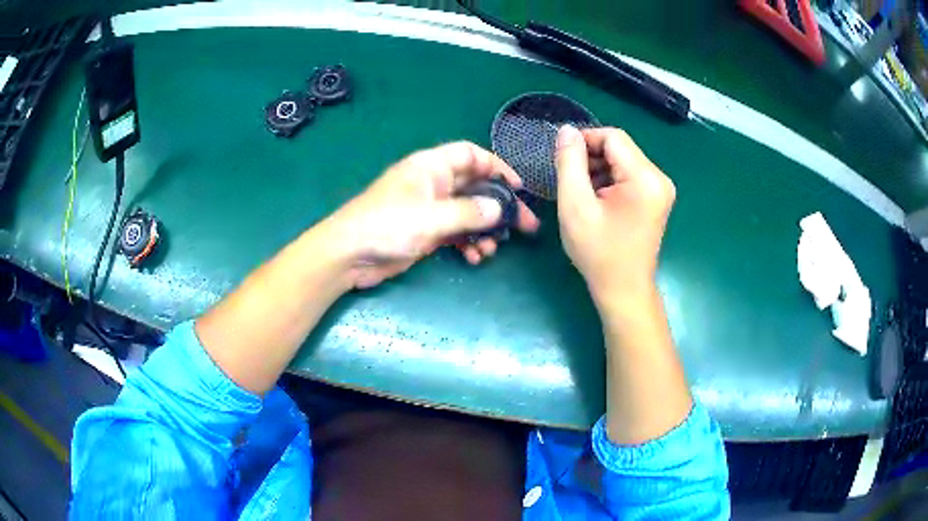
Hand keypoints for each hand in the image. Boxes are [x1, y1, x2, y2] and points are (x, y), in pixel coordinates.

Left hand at [328, 141, 539, 287]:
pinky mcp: (426, 232)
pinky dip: (468, 243)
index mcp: (431, 167)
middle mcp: (434, 184)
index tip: (517, 188)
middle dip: (499, 206)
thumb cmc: (386, 225)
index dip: (496, 166)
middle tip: (524, 226)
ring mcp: (430, 209)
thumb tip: (500, 210)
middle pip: (475, 187)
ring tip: (493, 248)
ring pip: (468, 213)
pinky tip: (475, 257)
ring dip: (484, 230)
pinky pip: (456, 233)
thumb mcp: (431, 217)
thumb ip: (468, 212)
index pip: (471, 155)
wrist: (349, 255)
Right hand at [555, 126, 674, 303]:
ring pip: (623, 161)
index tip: (563, 159)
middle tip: (570, 180)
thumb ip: (569, 163)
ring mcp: (661, 189)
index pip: (613, 137)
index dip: (585, 140)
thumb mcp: (575, 205)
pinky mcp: (656, 199)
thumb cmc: (598, 252)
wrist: (624, 290)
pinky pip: (629, 176)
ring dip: (599, 169)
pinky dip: (610, 181)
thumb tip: (567, 131)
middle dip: (591, 157)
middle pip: (620, 148)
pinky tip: (597, 200)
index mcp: (645, 178)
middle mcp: (659, 178)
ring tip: (582, 193)